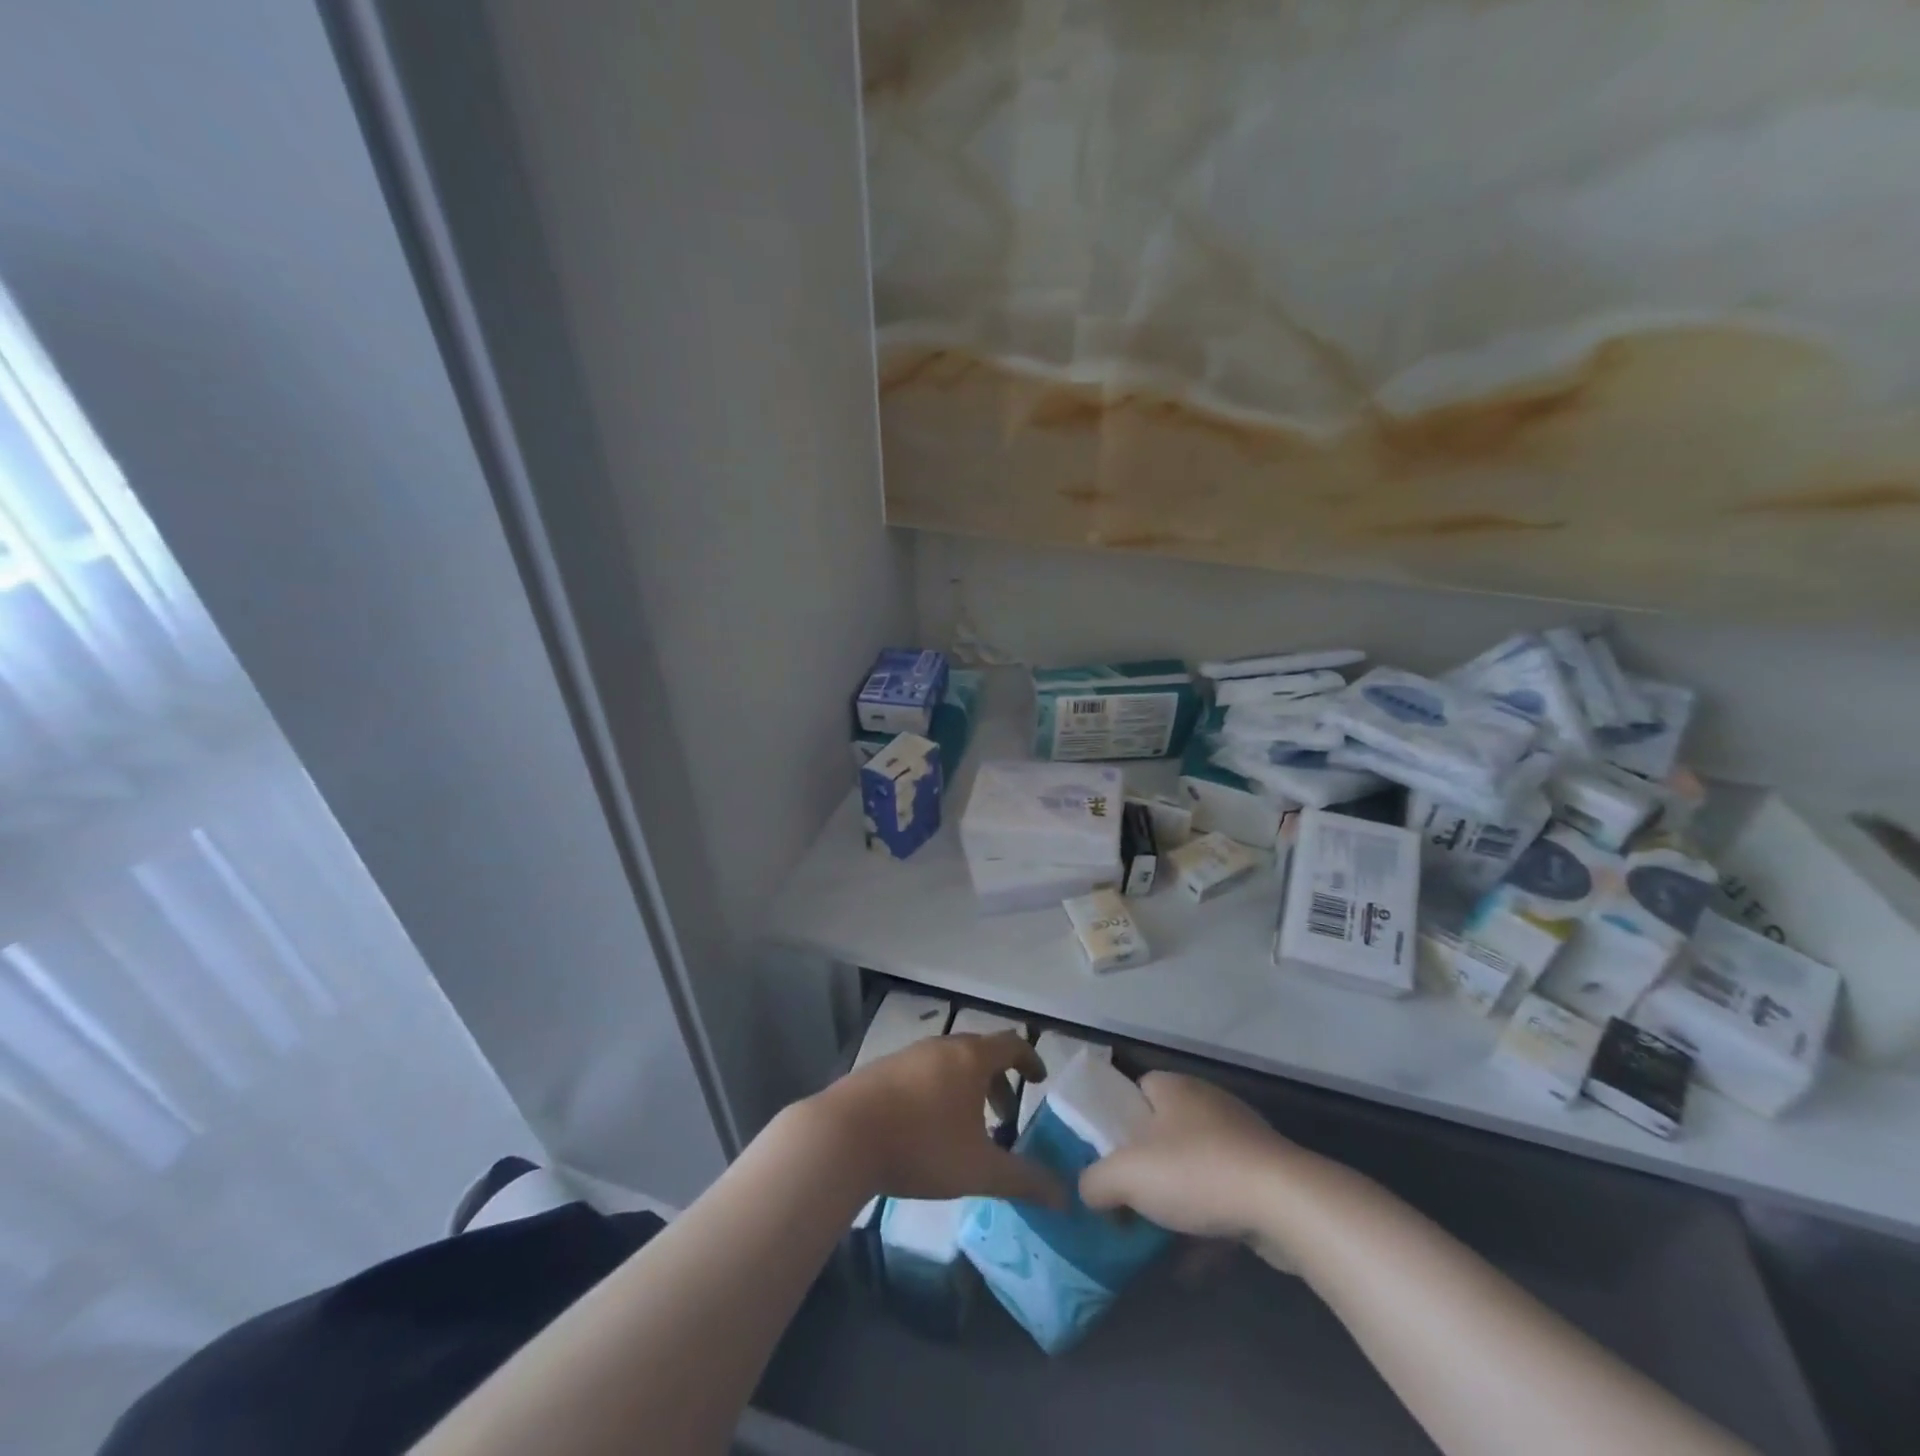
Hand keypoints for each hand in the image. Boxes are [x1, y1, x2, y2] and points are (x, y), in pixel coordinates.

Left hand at [807, 1032, 1067, 1208]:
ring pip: (948, 1062)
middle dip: (997, 1081)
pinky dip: (937, 1090)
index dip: (1030, 1059)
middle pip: (979, 1052)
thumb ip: (1025, 1181)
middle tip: (1005, 1116)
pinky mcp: (880, 1070)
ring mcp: (907, 1055)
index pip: (1011, 1044)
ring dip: (966, 1087)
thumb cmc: (921, 1146)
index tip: (1039, 1079)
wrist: (842, 1137)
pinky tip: (926, 1127)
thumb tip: (1065, 1197)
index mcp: (970, 1058)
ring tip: (966, 1127)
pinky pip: (921, 1072)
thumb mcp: (979, 1170)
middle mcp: (941, 1046)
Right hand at [1079, 1072, 1301, 1265]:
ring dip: (1178, 1201)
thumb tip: (1089, 1191)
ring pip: (1196, 1167)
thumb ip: (1095, 1181)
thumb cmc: (1196, 1172)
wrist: (1285, 1203)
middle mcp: (1206, 1102)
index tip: (1106, 1157)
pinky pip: (1225, 1197)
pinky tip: (1196, 1267)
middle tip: (1129, 1199)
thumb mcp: (1126, 1175)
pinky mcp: (1267, 1175)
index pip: (1134, 1090)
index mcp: (1172, 1087)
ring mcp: (1241, 1138)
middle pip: (1163, 1131)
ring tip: (1158, 1238)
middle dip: (1147, 1167)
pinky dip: (1209, 1227)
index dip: (1116, 1121)